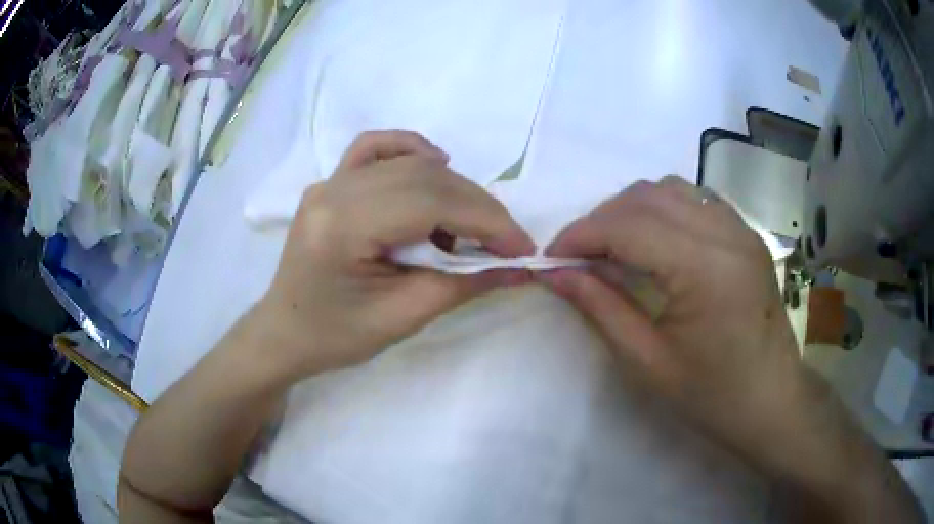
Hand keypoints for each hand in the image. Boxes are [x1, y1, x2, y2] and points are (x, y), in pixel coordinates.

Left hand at [257, 131, 533, 379]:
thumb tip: (518, 267)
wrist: (286, 331)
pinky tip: (436, 169)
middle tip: (506, 242)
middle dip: (478, 207)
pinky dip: (414, 153)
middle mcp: (334, 190)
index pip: (430, 203)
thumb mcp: (402, 318)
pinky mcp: (333, 181)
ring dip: (454, 187)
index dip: (487, 221)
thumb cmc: (335, 336)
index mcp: (342, 226)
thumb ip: (463, 285)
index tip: (522, 249)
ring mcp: (330, 180)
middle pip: (425, 177)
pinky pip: (378, 148)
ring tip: (472, 224)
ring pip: (409, 161)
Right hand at [538, 176, 812, 470]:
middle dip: (601, 219)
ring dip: (632, 209)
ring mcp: (740, 229)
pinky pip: (696, 199)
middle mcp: (725, 233)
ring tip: (614, 246)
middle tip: (578, 257)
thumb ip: (600, 308)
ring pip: (671, 188)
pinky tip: (656, 240)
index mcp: (704, 269)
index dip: (580, 235)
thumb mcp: (648, 361)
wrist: (772, 402)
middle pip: (647, 196)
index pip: (628, 226)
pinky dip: (665, 208)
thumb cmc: (712, 395)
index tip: (550, 258)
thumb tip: (555, 274)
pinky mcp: (746, 234)